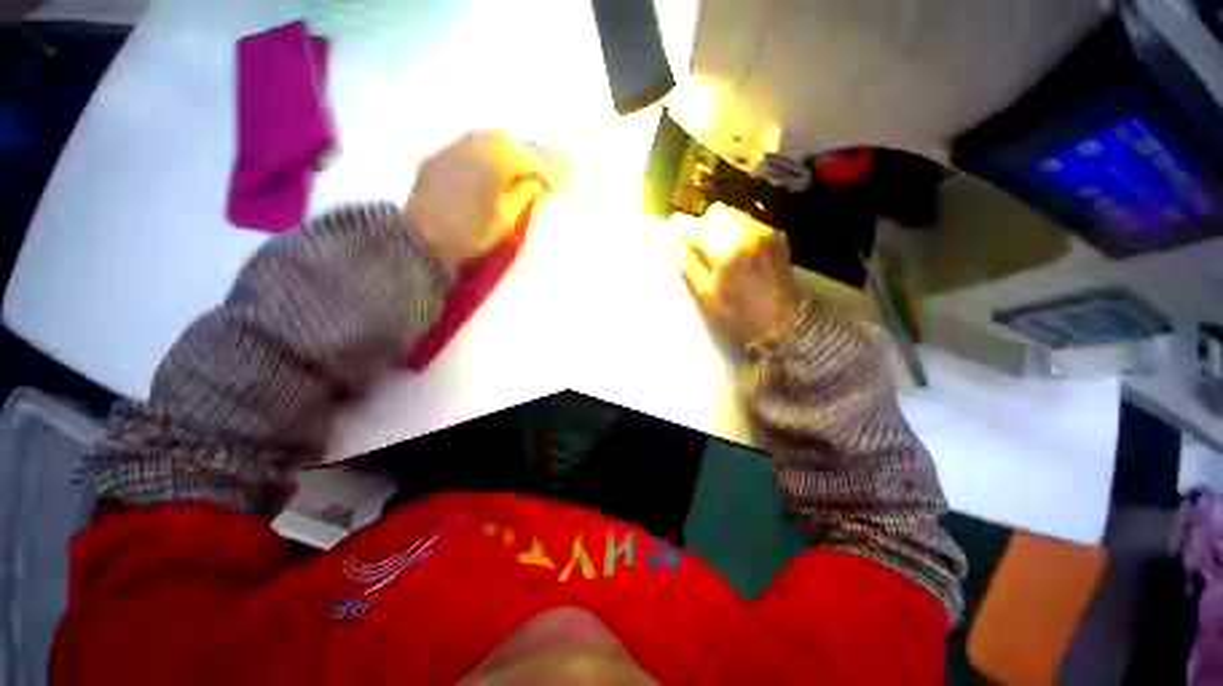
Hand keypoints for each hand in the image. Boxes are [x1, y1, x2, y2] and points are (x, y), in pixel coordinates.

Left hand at [405, 131, 552, 274]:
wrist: (421, 238)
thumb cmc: (471, 232)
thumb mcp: (507, 219)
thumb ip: (525, 195)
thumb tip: (537, 181)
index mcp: (496, 159)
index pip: (529, 158)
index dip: (545, 172)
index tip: (553, 186)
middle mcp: (475, 142)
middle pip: (509, 140)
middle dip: (525, 155)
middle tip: (534, 175)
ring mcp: (453, 146)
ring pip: (487, 139)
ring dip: (504, 152)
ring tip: (513, 172)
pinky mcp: (438, 155)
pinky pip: (468, 146)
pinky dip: (483, 154)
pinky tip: (486, 171)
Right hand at [674, 203, 801, 346]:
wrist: (784, 321)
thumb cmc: (739, 314)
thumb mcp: (708, 294)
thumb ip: (689, 266)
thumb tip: (674, 246)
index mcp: (725, 250)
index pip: (696, 227)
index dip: (682, 225)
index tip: (674, 225)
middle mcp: (746, 233)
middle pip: (718, 211)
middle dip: (705, 223)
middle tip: (699, 242)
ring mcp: (764, 233)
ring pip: (735, 215)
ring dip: (722, 226)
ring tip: (720, 248)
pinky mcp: (777, 237)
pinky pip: (751, 223)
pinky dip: (739, 231)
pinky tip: (739, 252)